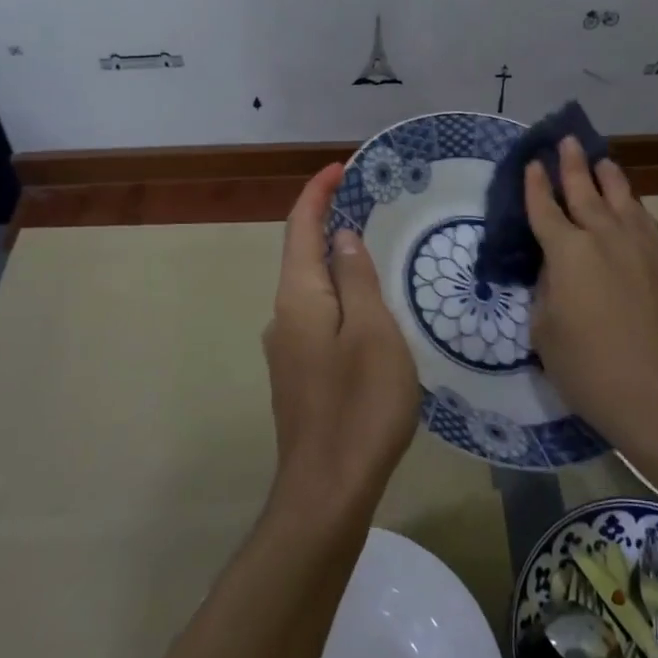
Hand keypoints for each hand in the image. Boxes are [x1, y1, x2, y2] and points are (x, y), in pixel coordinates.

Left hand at [262, 164, 419, 513]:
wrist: (328, 489)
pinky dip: (339, 296)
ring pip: (311, 289)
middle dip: (327, 223)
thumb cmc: (360, 403)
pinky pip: (318, 317)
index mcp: (298, 298)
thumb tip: (340, 237)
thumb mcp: (372, 330)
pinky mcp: (298, 375)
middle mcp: (283, 316)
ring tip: (374, 251)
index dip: (316, 193)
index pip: (301, 228)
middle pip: (302, 255)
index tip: (339, 167)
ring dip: (335, 262)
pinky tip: (367, 310)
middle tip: (367, 205)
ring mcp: (287, 349)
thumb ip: (356, 278)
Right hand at [525, 138, 657, 449]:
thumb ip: (546, 292)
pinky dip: (636, 210)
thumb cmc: (591, 369)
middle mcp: (605, 238)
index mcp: (567, 253)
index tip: (533, 163)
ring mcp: (644, 248)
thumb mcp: (546, 334)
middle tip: (567, 140)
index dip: (536, 185)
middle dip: (573, 165)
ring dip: (610, 179)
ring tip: (603, 161)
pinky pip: (649, 226)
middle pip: (586, 191)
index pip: (545, 209)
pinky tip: (635, 208)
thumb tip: (556, 271)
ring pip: (624, 201)